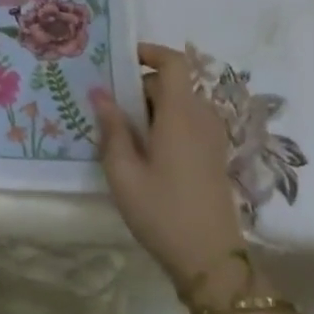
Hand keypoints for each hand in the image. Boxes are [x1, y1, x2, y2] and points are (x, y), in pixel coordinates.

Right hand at [96, 42, 245, 286]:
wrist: (211, 261)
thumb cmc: (162, 212)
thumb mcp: (124, 172)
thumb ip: (112, 128)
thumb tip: (100, 93)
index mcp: (180, 114)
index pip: (174, 62)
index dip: (149, 52)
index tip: (119, 60)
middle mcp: (201, 117)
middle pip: (171, 84)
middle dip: (138, 88)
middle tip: (106, 108)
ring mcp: (212, 138)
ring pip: (178, 104)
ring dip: (150, 109)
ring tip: (119, 133)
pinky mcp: (213, 156)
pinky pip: (187, 123)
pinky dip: (164, 125)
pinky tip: (142, 153)